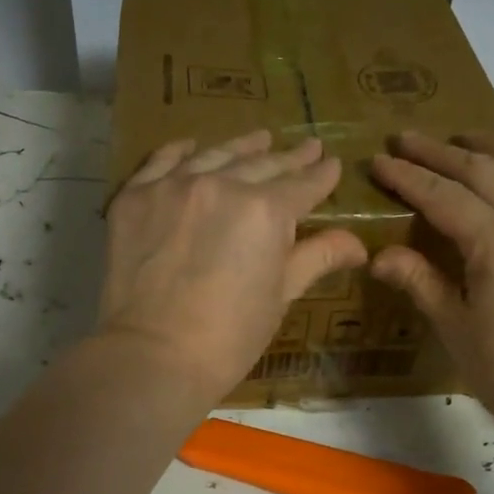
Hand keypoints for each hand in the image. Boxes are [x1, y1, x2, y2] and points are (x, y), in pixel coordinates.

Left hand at [98, 130, 367, 402]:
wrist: (153, 356)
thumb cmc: (230, 336)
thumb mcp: (281, 296)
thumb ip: (317, 257)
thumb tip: (358, 244)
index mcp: (266, 211)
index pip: (303, 186)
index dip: (322, 176)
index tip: (333, 164)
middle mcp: (222, 185)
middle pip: (262, 165)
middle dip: (290, 158)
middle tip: (309, 146)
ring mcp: (173, 186)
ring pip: (216, 156)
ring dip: (242, 147)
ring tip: (261, 138)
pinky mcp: (134, 197)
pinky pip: (161, 162)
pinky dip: (180, 152)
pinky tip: (192, 146)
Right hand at [369, 131, 493, 439]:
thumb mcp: (453, 325)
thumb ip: (418, 280)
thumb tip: (379, 255)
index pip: (442, 195)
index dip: (407, 177)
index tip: (380, 160)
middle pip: (481, 169)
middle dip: (438, 151)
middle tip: (406, 138)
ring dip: (490, 146)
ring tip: (463, 138)